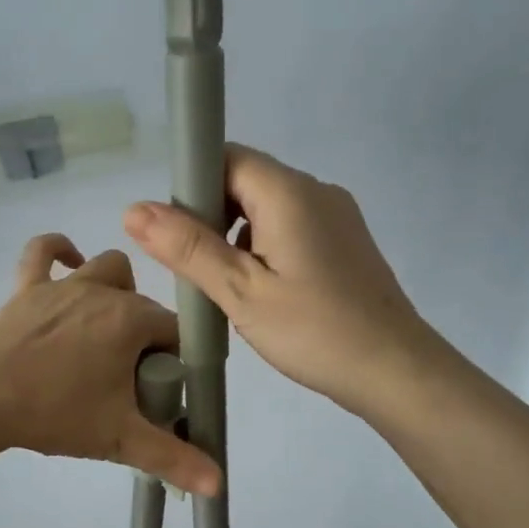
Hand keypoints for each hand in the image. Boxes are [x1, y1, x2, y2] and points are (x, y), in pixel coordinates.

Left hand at [0, 234, 221, 495]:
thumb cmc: (57, 414)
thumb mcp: (121, 440)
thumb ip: (174, 459)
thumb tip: (218, 485)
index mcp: (131, 320)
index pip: (174, 331)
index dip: (174, 359)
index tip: (160, 388)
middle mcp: (102, 292)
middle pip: (143, 304)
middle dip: (147, 333)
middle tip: (130, 376)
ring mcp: (63, 285)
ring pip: (106, 269)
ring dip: (117, 290)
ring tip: (109, 326)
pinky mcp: (27, 287)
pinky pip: (43, 252)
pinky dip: (59, 250)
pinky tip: (71, 261)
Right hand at [124, 145, 432, 417]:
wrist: (394, 370)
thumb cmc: (314, 331)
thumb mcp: (241, 292)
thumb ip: (188, 248)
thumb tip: (134, 209)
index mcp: (289, 192)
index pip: (226, 157)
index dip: (192, 185)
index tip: (175, 233)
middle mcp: (316, 191)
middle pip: (246, 180)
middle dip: (211, 216)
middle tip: (196, 270)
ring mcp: (337, 216)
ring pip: (268, 208)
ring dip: (237, 236)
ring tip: (226, 288)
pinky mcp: (346, 243)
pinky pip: (291, 229)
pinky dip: (265, 249)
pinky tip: (262, 293)